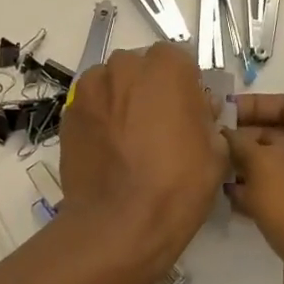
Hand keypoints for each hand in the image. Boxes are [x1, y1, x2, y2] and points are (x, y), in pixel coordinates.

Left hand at [55, 43, 226, 283]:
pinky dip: (101, 119)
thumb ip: (206, 116)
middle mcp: (124, 66)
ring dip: (122, 101)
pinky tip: (109, 151)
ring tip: (129, 141)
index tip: (188, 112)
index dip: (185, 85)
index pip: (178, 59)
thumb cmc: (176, 185)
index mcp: (165, 67)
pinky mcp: (69, 113)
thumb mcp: (215, 151)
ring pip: (113, 84)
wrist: (117, 224)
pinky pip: (92, 106)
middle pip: (141, 68)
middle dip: (151, 89)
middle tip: (159, 127)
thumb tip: (196, 108)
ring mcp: (91, 88)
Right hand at [224, 94, 283, 283]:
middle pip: (281, 134)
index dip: (253, 104)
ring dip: (245, 166)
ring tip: (210, 167)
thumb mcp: (265, 167)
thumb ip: (239, 143)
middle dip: (244, 136)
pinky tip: (226, 197)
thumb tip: (222, 133)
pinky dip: (254, 192)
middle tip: (207, 140)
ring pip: (276, 167)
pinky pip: (278, 195)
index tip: (219, 111)